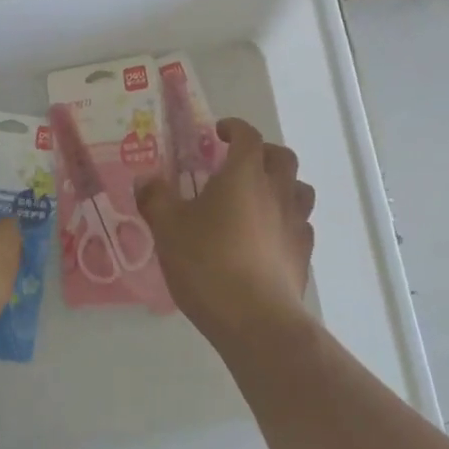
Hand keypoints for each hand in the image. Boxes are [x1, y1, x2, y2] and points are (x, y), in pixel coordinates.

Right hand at [136, 118, 316, 344]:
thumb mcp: (168, 228)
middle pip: (282, 157)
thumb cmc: (208, 263)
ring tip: (259, 198)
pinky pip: (301, 225)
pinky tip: (268, 237)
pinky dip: (287, 221)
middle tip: (240, 163)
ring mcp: (295, 223)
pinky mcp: (303, 254)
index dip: (234, 128)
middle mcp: (277, 191)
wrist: (255, 320)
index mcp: (245, 175)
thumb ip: (155, 198)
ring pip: (299, 189)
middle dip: (263, 152)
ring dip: (282, 185)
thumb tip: (145, 179)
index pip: (248, 136)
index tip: (219, 132)